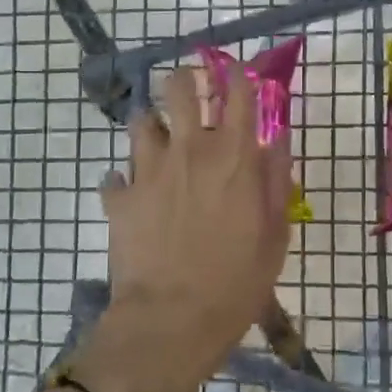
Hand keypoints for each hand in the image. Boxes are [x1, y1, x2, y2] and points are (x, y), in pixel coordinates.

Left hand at [73, 65, 293, 391]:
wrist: (172, 320)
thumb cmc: (236, 282)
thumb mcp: (275, 235)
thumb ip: (277, 182)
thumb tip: (277, 141)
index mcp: (233, 157)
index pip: (239, 94)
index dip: (239, 76)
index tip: (239, 71)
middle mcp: (189, 150)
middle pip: (179, 89)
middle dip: (184, 80)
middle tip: (189, 89)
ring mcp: (149, 170)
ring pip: (141, 122)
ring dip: (151, 126)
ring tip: (158, 142)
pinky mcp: (119, 197)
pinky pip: (114, 175)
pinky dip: (123, 181)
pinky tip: (130, 194)